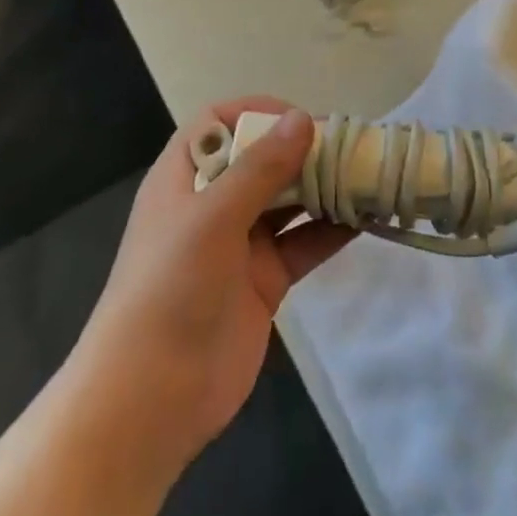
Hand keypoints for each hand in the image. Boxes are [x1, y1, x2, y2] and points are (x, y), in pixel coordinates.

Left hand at [70, 101, 353, 471]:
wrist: (150, 402)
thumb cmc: (170, 289)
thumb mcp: (213, 218)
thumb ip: (261, 167)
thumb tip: (304, 118)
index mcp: (185, 178)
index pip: (219, 123)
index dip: (256, 113)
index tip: (299, 121)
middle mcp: (212, 204)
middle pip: (261, 159)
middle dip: (303, 150)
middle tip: (351, 146)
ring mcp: (239, 244)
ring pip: (288, 200)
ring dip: (323, 187)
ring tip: (367, 175)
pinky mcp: (264, 281)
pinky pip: (303, 243)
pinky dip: (331, 230)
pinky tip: (365, 218)